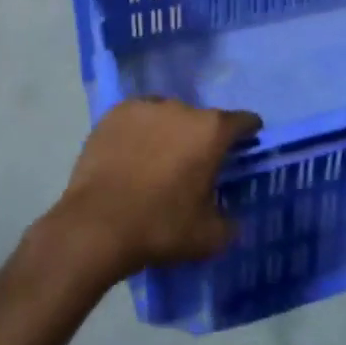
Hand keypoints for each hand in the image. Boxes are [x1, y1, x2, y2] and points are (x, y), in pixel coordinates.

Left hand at [47, 97, 259, 279]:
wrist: (96, 225)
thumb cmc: (160, 227)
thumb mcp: (208, 237)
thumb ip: (230, 222)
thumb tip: (231, 217)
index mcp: (211, 131)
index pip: (243, 121)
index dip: (248, 132)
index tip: (246, 144)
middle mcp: (181, 108)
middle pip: (202, 119)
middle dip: (202, 139)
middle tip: (193, 166)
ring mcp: (145, 107)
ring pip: (167, 116)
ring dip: (170, 132)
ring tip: (158, 160)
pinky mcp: (114, 114)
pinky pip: (138, 119)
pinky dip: (140, 132)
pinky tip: (131, 155)